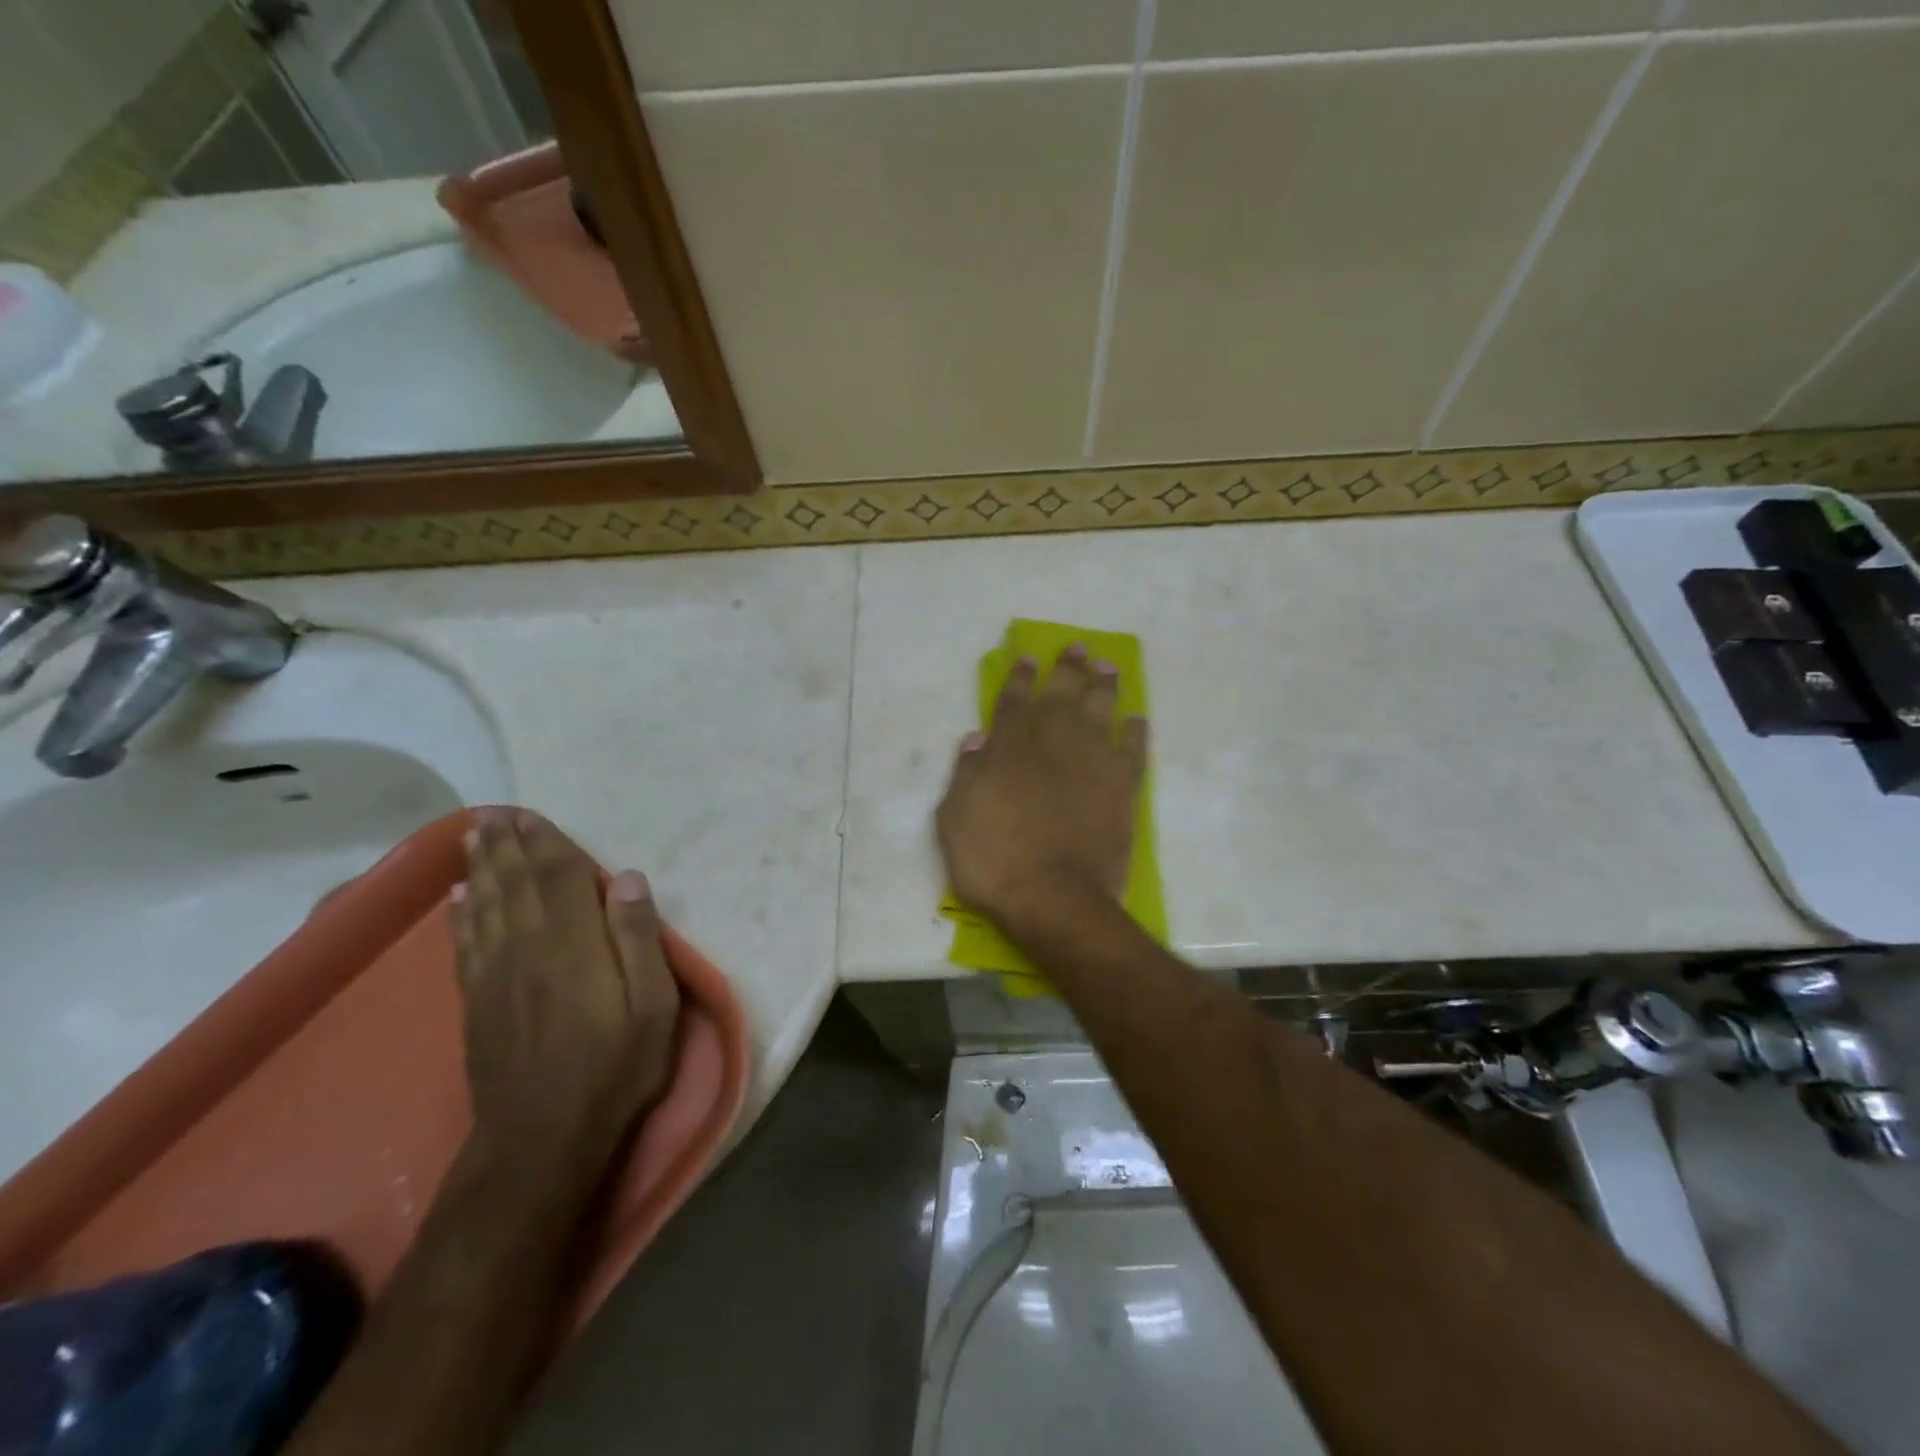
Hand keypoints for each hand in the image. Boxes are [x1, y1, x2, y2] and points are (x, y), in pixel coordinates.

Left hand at [451, 810, 681, 1186]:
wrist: (543, 1138)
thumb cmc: (615, 1067)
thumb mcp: (654, 1006)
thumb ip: (640, 939)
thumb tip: (628, 878)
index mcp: (574, 944)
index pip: (559, 877)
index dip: (546, 842)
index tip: (531, 814)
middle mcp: (528, 947)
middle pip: (515, 884)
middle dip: (505, 845)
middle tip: (492, 812)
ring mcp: (496, 975)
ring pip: (486, 906)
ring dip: (480, 869)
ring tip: (473, 838)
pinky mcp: (478, 1002)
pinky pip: (466, 943)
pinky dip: (461, 915)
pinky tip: (458, 898)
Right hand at [936, 644, 1147, 928]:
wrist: (1052, 897)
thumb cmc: (993, 862)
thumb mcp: (954, 820)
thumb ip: (965, 775)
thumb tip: (977, 739)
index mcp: (1008, 750)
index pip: (1013, 703)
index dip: (1020, 678)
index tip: (1029, 657)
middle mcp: (1051, 744)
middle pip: (1060, 695)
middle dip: (1067, 669)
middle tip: (1078, 647)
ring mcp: (1090, 762)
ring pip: (1099, 711)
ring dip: (1103, 686)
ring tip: (1108, 666)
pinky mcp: (1121, 787)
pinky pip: (1132, 749)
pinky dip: (1135, 732)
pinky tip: (1137, 718)